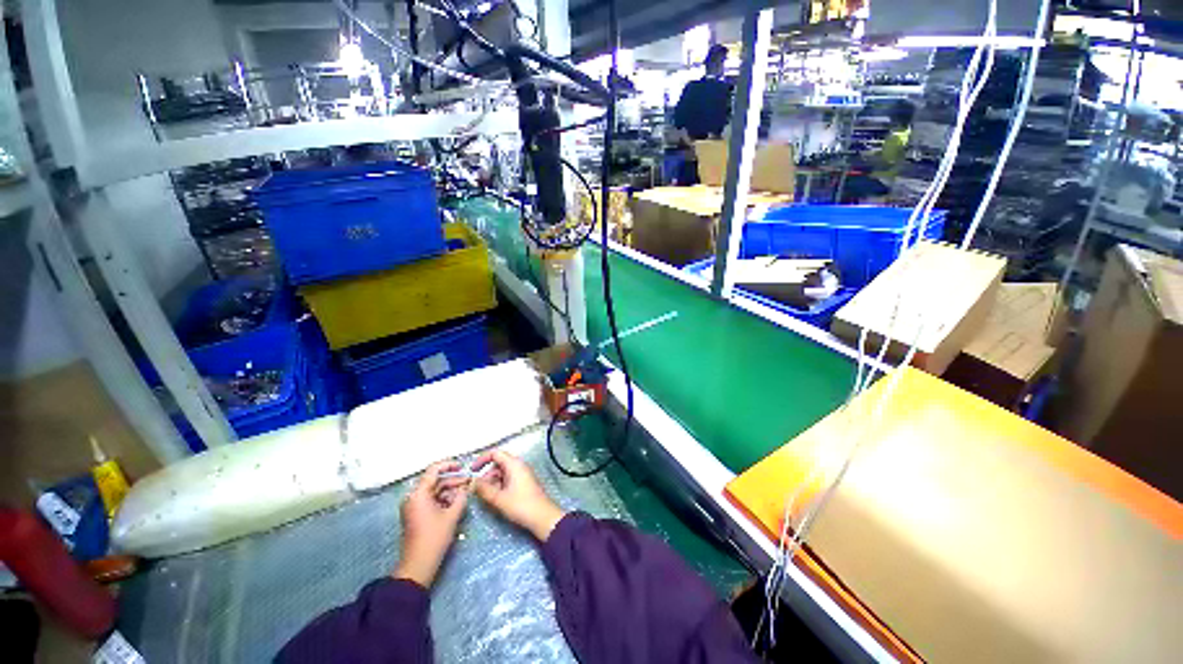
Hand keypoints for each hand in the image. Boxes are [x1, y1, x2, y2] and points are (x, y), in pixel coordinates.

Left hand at [392, 460, 469, 587]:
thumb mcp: (452, 515)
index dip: (449, 464)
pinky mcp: (416, 514)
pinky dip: (443, 499)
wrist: (418, 565)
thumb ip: (461, 496)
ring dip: (450, 490)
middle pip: (435, 480)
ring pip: (434, 490)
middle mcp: (413, 497)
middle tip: (469, 482)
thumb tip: (468, 485)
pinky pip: (431, 500)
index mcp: (418, 494)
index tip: (463, 466)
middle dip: (453, 480)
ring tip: (465, 493)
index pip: (434, 470)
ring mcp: (413, 506)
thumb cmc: (434, 538)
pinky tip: (456, 503)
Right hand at [473, 450, 565, 541]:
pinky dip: (500, 485)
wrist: (542, 516)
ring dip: (492, 481)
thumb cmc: (521, 505)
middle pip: (498, 463)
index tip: (472, 470)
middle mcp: (518, 465)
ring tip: (487, 496)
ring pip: (502, 472)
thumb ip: (484, 489)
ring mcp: (522, 474)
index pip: (495, 453)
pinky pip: (508, 479)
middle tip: (478, 489)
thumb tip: (473, 482)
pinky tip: (496, 498)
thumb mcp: (499, 498)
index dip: (482, 460)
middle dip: (486, 475)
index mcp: (514, 464)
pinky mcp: (523, 482)